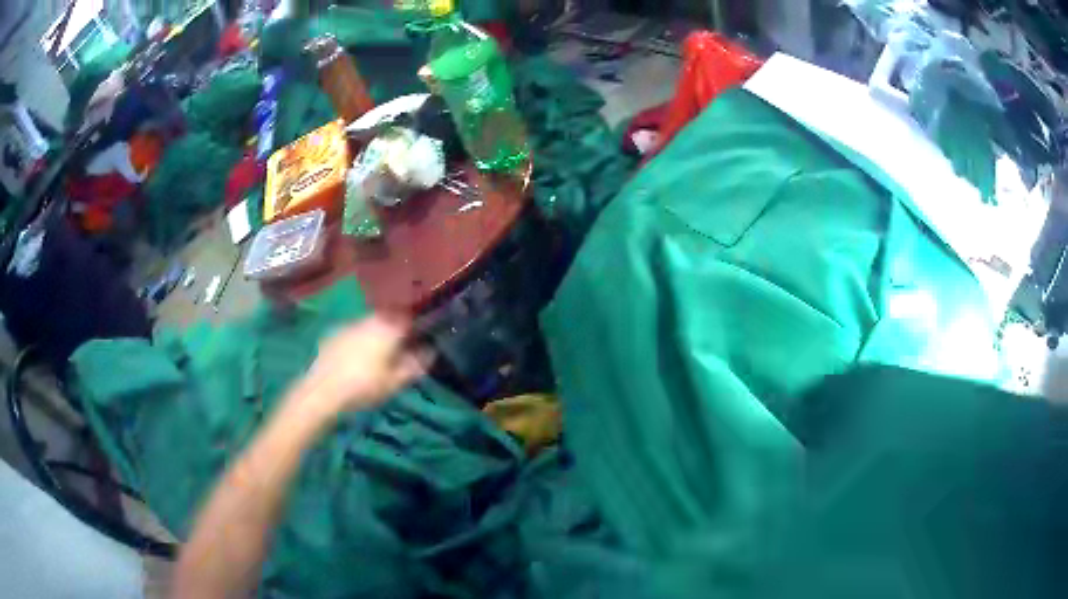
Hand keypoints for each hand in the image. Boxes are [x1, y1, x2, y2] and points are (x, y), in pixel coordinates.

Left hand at [293, 314, 432, 420]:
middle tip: (398, 351)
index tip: (419, 341)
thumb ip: (415, 365)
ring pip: (370, 325)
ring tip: (376, 356)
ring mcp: (350, 324)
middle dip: (395, 331)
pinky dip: (359, 341)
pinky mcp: (334, 333)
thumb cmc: (364, 387)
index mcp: (389, 328)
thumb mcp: (396, 382)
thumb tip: (430, 351)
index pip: (410, 319)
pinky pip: (354, 332)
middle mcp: (371, 319)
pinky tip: (355, 358)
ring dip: (376, 335)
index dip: (416, 329)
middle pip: (389, 319)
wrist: (323, 391)